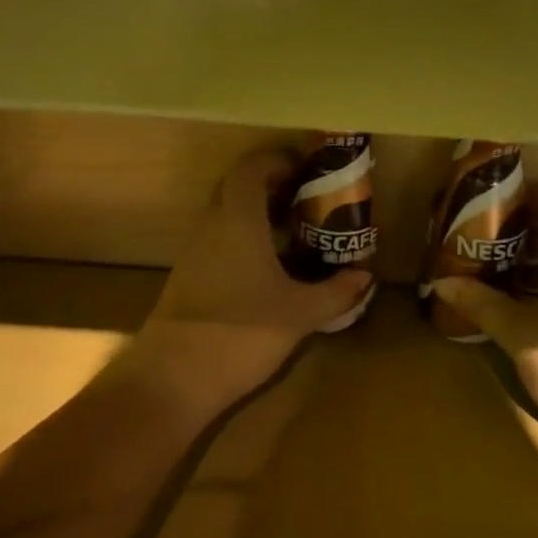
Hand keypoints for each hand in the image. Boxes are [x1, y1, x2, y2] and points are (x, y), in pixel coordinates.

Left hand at [133, 146, 373, 416]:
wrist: (172, 378)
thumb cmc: (240, 331)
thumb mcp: (300, 313)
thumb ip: (336, 292)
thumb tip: (365, 277)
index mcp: (237, 217)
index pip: (252, 167)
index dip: (278, 160)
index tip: (307, 169)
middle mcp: (212, 224)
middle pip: (237, 186)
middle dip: (271, 185)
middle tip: (306, 198)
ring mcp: (195, 250)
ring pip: (226, 213)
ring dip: (257, 212)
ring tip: (294, 230)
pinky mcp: (188, 275)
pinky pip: (219, 238)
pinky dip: (244, 237)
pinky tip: (268, 265)